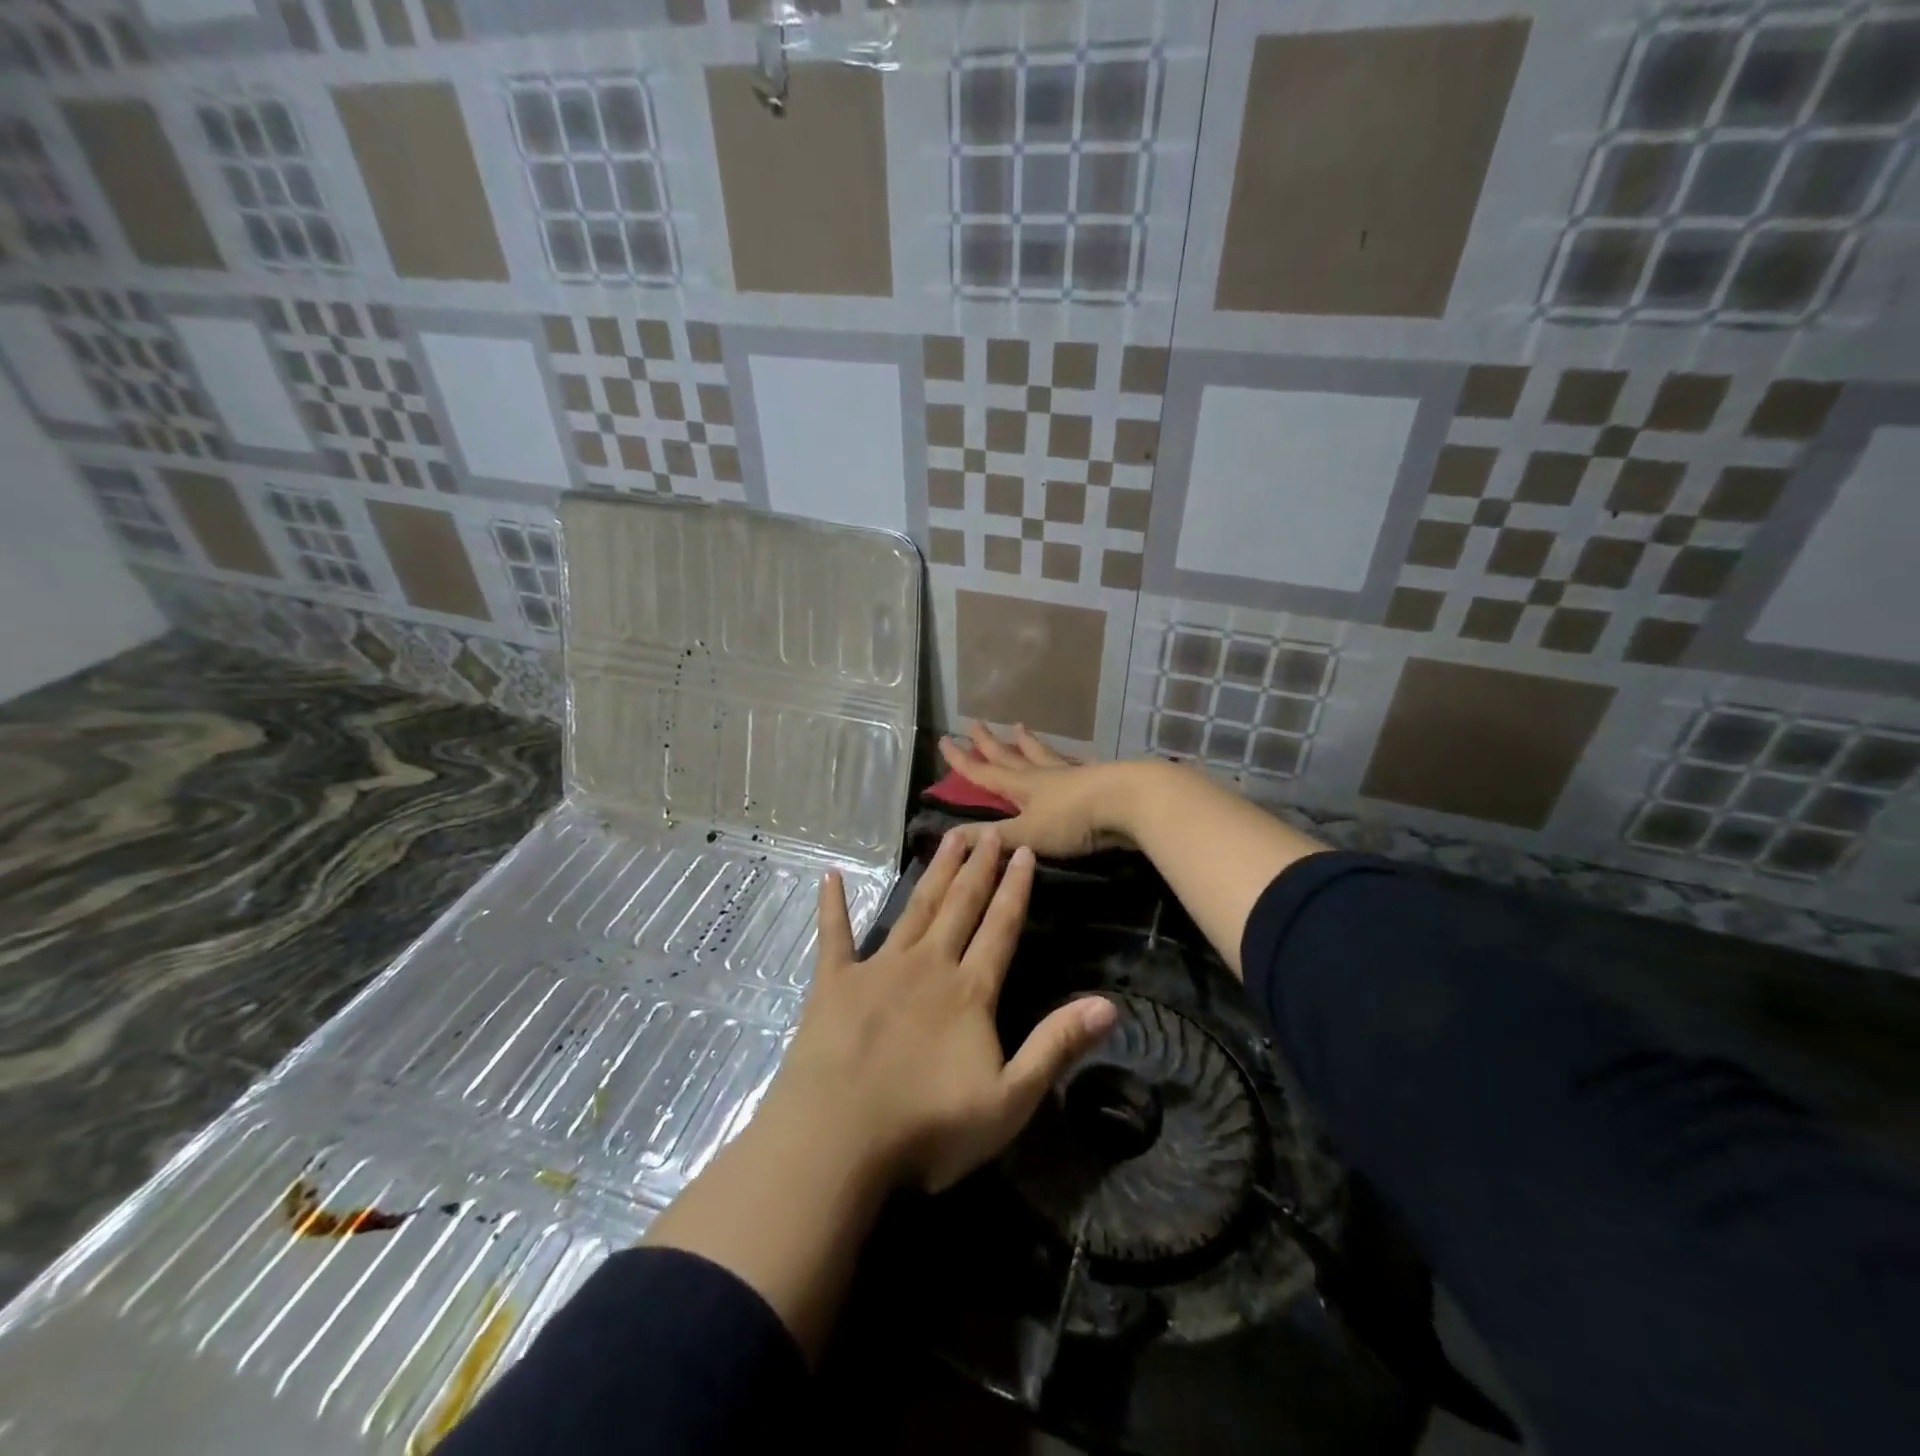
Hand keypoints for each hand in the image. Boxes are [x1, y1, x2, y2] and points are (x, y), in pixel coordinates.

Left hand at [770, 827, 1117, 1192]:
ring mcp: (877, 969)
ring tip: (948, 839)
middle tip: (988, 830)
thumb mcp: (1010, 1100)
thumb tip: (1110, 1004)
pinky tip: (830, 876)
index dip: (1015, 889)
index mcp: (969, 990)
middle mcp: (927, 965)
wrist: (838, 1141)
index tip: (1023, 851)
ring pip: (915, 909)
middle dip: (977, 867)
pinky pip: (834, 936)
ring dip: (934, 874)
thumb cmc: (927, 1127)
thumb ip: (1056, 1046)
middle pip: (959, 906)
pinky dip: (833, 906)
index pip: (1000, 928)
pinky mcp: (833, 983)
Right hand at [938, 722, 1151, 858]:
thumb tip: (948, 838)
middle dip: (990, 744)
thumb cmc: (1074, 820)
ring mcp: (1072, 774)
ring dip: (1029, 743)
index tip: (945, 740)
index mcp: (1022, 786)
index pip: (984, 772)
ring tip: (1019, 727)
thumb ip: (992, 838)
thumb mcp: (1027, 833)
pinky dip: (1069, 759)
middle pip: (1011, 756)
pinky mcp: (1098, 779)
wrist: (1131, 802)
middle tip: (975, 724)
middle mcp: (1044, 775)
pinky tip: (1073, 757)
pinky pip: (1076, 764)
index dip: (963, 760)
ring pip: (1044, 755)